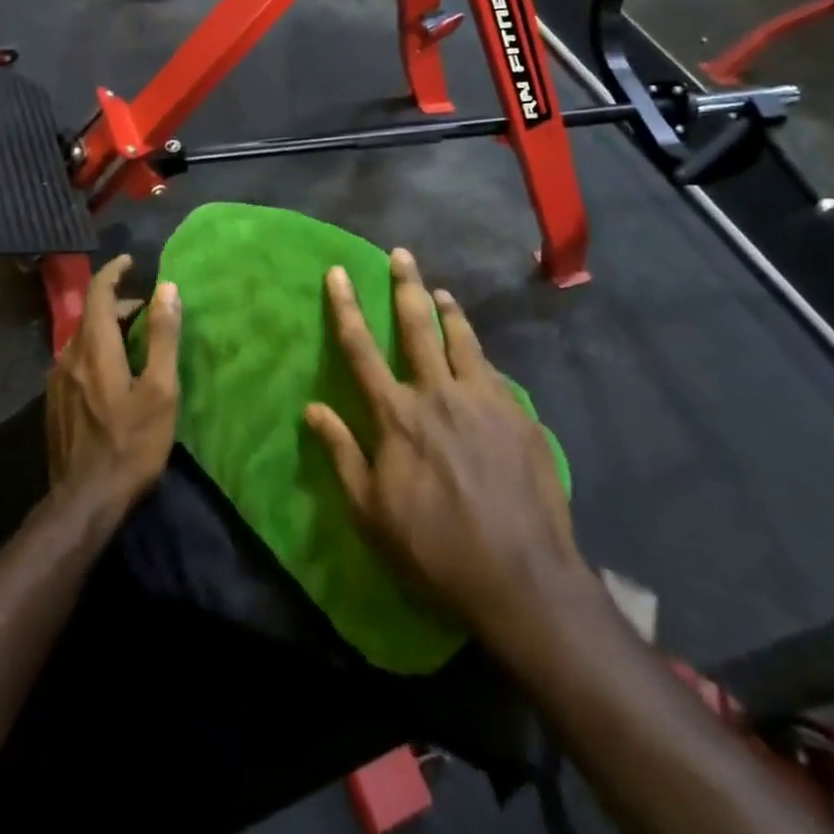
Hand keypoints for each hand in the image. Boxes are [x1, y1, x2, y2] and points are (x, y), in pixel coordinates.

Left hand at [47, 255, 180, 515]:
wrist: (85, 501)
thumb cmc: (131, 443)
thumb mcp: (160, 389)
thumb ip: (162, 336)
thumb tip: (167, 288)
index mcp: (94, 348)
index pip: (97, 293)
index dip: (113, 272)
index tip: (130, 261)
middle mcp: (69, 356)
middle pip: (90, 316)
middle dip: (117, 304)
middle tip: (146, 310)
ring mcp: (57, 382)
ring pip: (82, 339)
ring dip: (107, 329)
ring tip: (134, 341)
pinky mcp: (55, 404)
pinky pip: (76, 361)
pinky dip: (96, 351)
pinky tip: (113, 374)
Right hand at [305, 250, 584, 648]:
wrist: (522, 579)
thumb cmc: (434, 550)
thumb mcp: (371, 512)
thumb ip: (341, 454)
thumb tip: (311, 408)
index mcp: (397, 415)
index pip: (361, 349)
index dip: (346, 308)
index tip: (339, 272)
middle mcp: (438, 394)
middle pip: (417, 327)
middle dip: (406, 286)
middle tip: (402, 254)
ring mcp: (483, 401)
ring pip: (462, 339)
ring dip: (448, 310)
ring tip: (440, 290)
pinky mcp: (519, 416)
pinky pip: (494, 371)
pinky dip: (478, 352)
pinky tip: (477, 351)